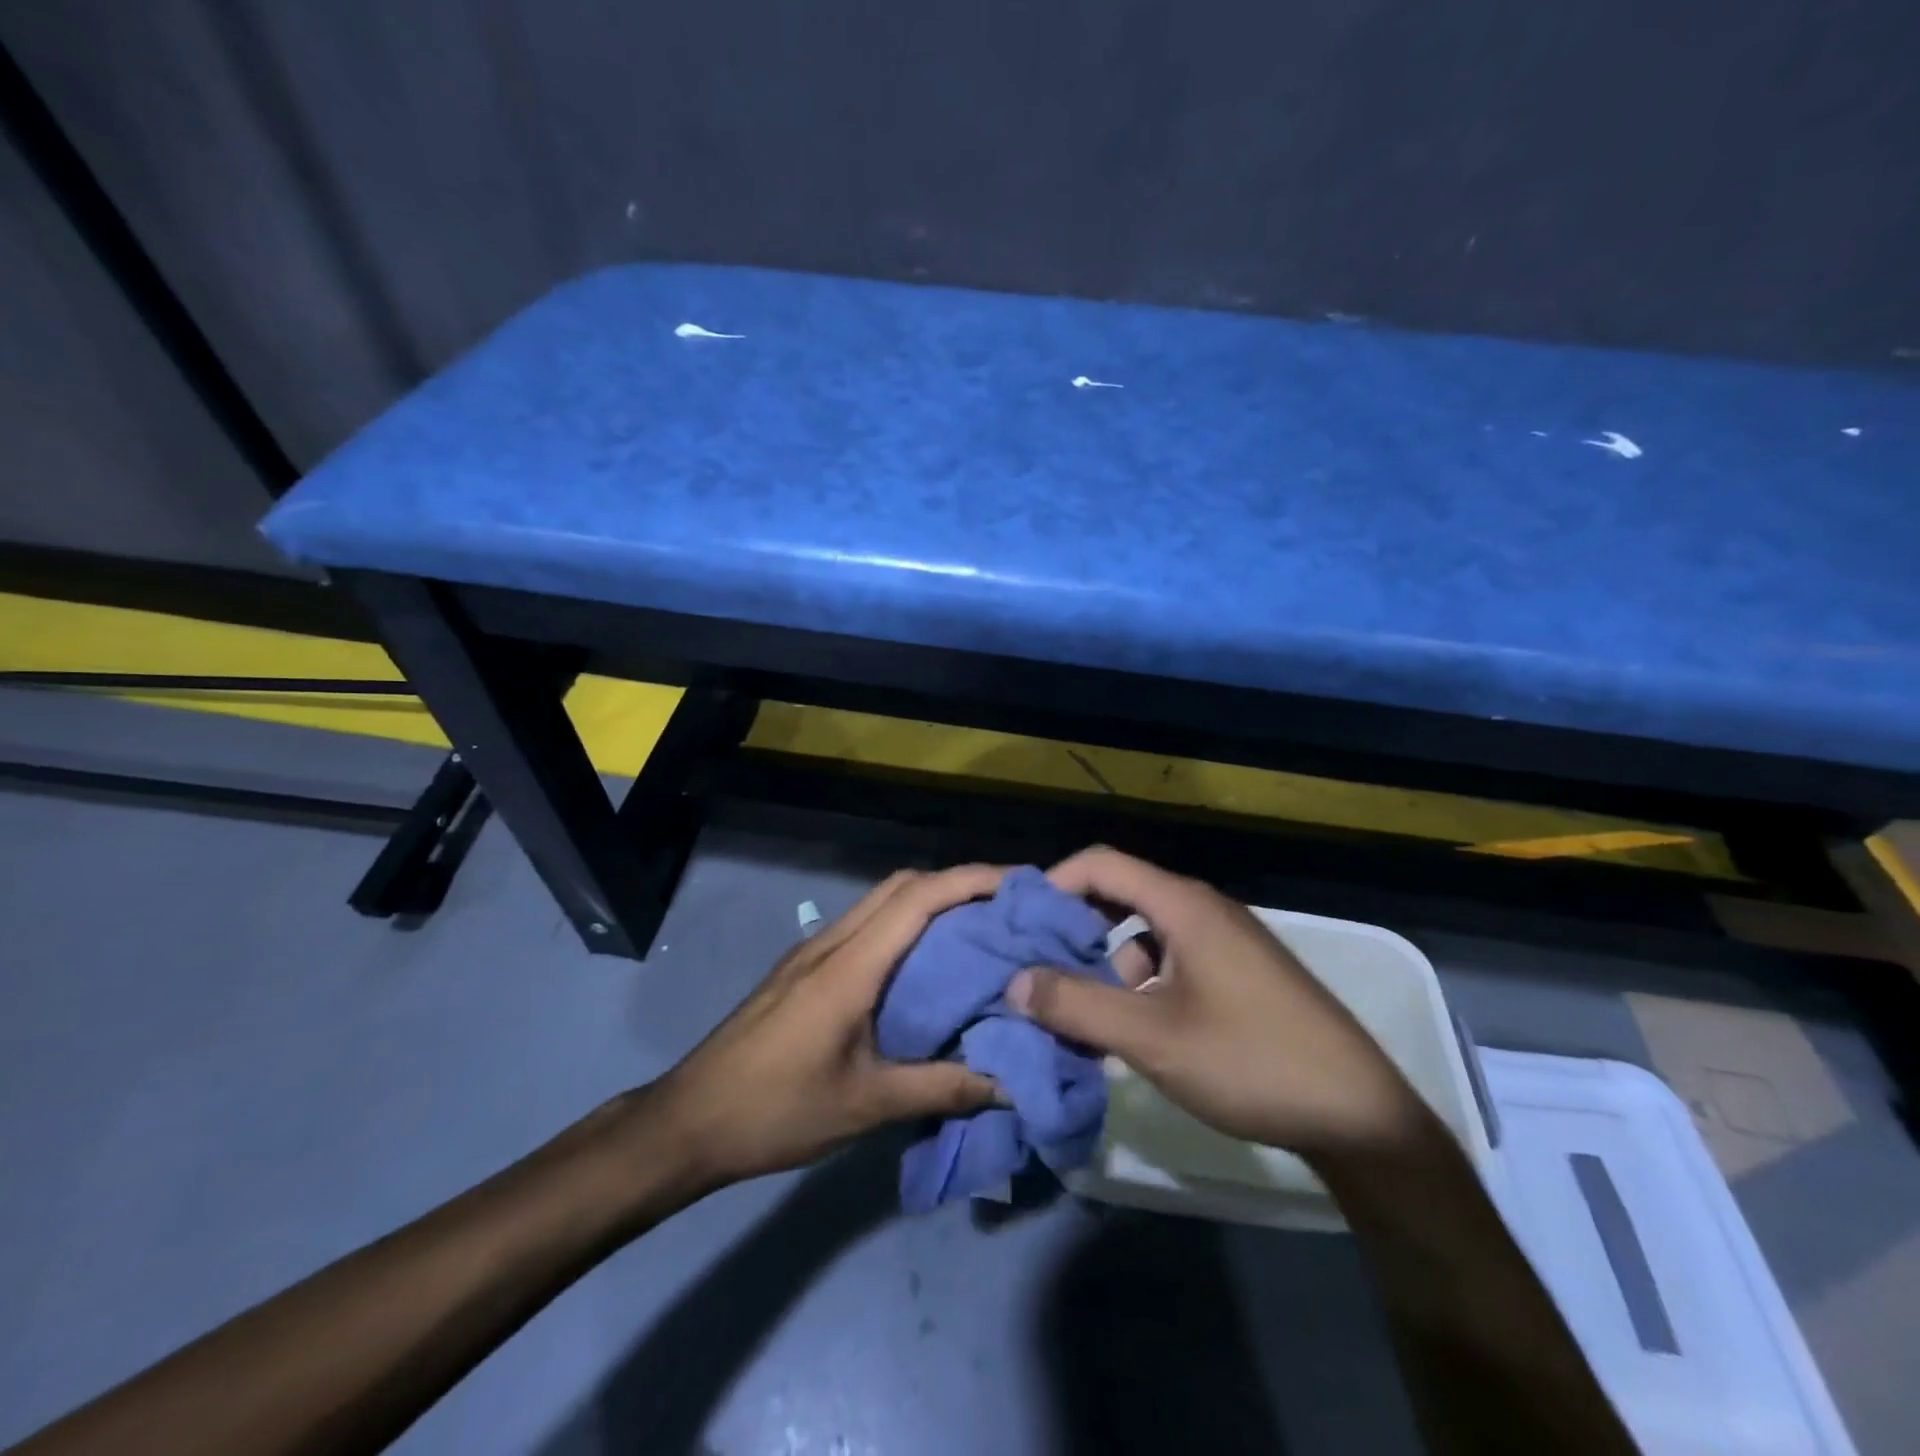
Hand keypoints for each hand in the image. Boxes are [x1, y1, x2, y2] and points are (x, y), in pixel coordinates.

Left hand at [649, 866, 1005, 1187]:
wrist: (689, 1120)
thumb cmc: (776, 1110)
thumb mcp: (865, 1106)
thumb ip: (939, 1089)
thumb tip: (1008, 1084)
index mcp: (849, 966)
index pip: (918, 898)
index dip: (971, 881)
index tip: (1018, 885)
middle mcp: (831, 943)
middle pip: (900, 885)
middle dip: (955, 883)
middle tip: (1004, 909)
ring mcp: (812, 951)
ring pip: (879, 901)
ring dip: (927, 901)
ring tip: (973, 930)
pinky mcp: (802, 967)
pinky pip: (863, 925)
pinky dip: (901, 924)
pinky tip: (921, 963)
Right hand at [1009, 847, 1425, 1163]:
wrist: (1362, 1116)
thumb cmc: (1251, 1062)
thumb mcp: (1152, 1038)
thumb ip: (1077, 1007)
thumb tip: (1014, 982)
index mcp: (1184, 905)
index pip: (1101, 864)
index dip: (1053, 885)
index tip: (1019, 926)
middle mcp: (1203, 909)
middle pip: (1120, 895)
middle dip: (1073, 929)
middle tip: (1037, 968)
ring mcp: (1224, 941)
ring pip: (1143, 933)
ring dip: (1106, 964)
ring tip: (1080, 1013)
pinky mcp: (1237, 972)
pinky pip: (1170, 959)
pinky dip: (1138, 983)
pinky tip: (1131, 1030)